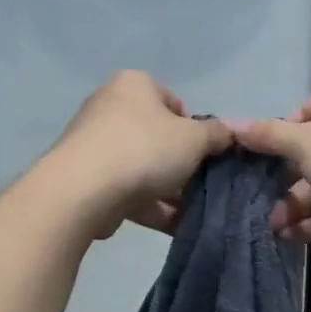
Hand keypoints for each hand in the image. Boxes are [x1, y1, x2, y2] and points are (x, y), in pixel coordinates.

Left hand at [45, 71, 230, 235]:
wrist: (82, 190)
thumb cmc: (144, 149)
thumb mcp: (194, 138)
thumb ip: (216, 134)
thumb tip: (227, 133)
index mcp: (134, 84)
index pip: (173, 102)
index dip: (194, 129)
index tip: (204, 153)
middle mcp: (110, 106)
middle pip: (157, 136)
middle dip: (181, 164)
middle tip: (200, 184)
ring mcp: (94, 144)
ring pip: (143, 166)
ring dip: (169, 190)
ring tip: (193, 213)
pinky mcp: (86, 178)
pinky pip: (126, 189)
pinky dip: (150, 206)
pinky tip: (174, 227)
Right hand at [228, 75, 310, 255]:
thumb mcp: (303, 142)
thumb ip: (267, 136)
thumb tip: (230, 124)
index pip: (309, 110)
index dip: (284, 134)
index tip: (263, 156)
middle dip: (287, 179)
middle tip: (259, 196)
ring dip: (298, 204)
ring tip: (271, 225)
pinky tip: (289, 235)